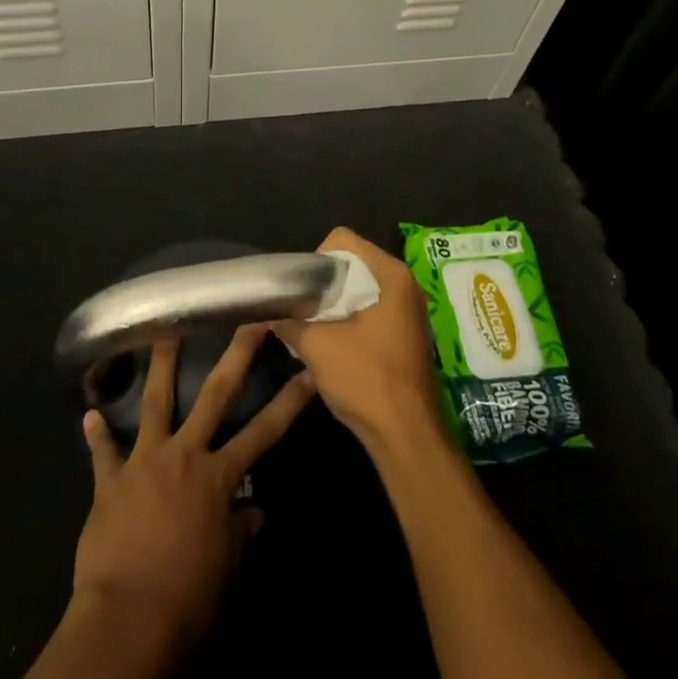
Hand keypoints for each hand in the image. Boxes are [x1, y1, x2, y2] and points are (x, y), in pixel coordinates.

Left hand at [73, 325, 315, 650]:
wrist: (128, 623)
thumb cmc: (189, 601)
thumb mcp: (227, 568)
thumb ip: (240, 532)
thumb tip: (253, 511)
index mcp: (219, 477)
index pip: (265, 431)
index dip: (290, 402)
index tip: (309, 372)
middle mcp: (185, 456)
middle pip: (214, 396)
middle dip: (235, 356)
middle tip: (247, 322)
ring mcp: (145, 462)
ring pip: (155, 403)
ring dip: (160, 366)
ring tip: (163, 331)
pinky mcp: (110, 482)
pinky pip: (103, 453)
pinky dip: (97, 435)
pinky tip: (89, 415)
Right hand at [273, 227, 448, 456]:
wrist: (407, 436)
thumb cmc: (366, 380)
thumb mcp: (317, 346)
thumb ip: (289, 321)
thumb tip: (268, 311)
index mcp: (391, 275)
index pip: (343, 241)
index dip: (315, 259)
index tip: (302, 289)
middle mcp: (405, 285)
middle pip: (353, 264)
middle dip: (324, 283)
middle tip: (302, 308)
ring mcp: (409, 310)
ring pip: (360, 290)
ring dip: (335, 304)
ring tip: (312, 326)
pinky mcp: (406, 334)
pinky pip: (371, 310)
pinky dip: (349, 319)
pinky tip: (332, 344)